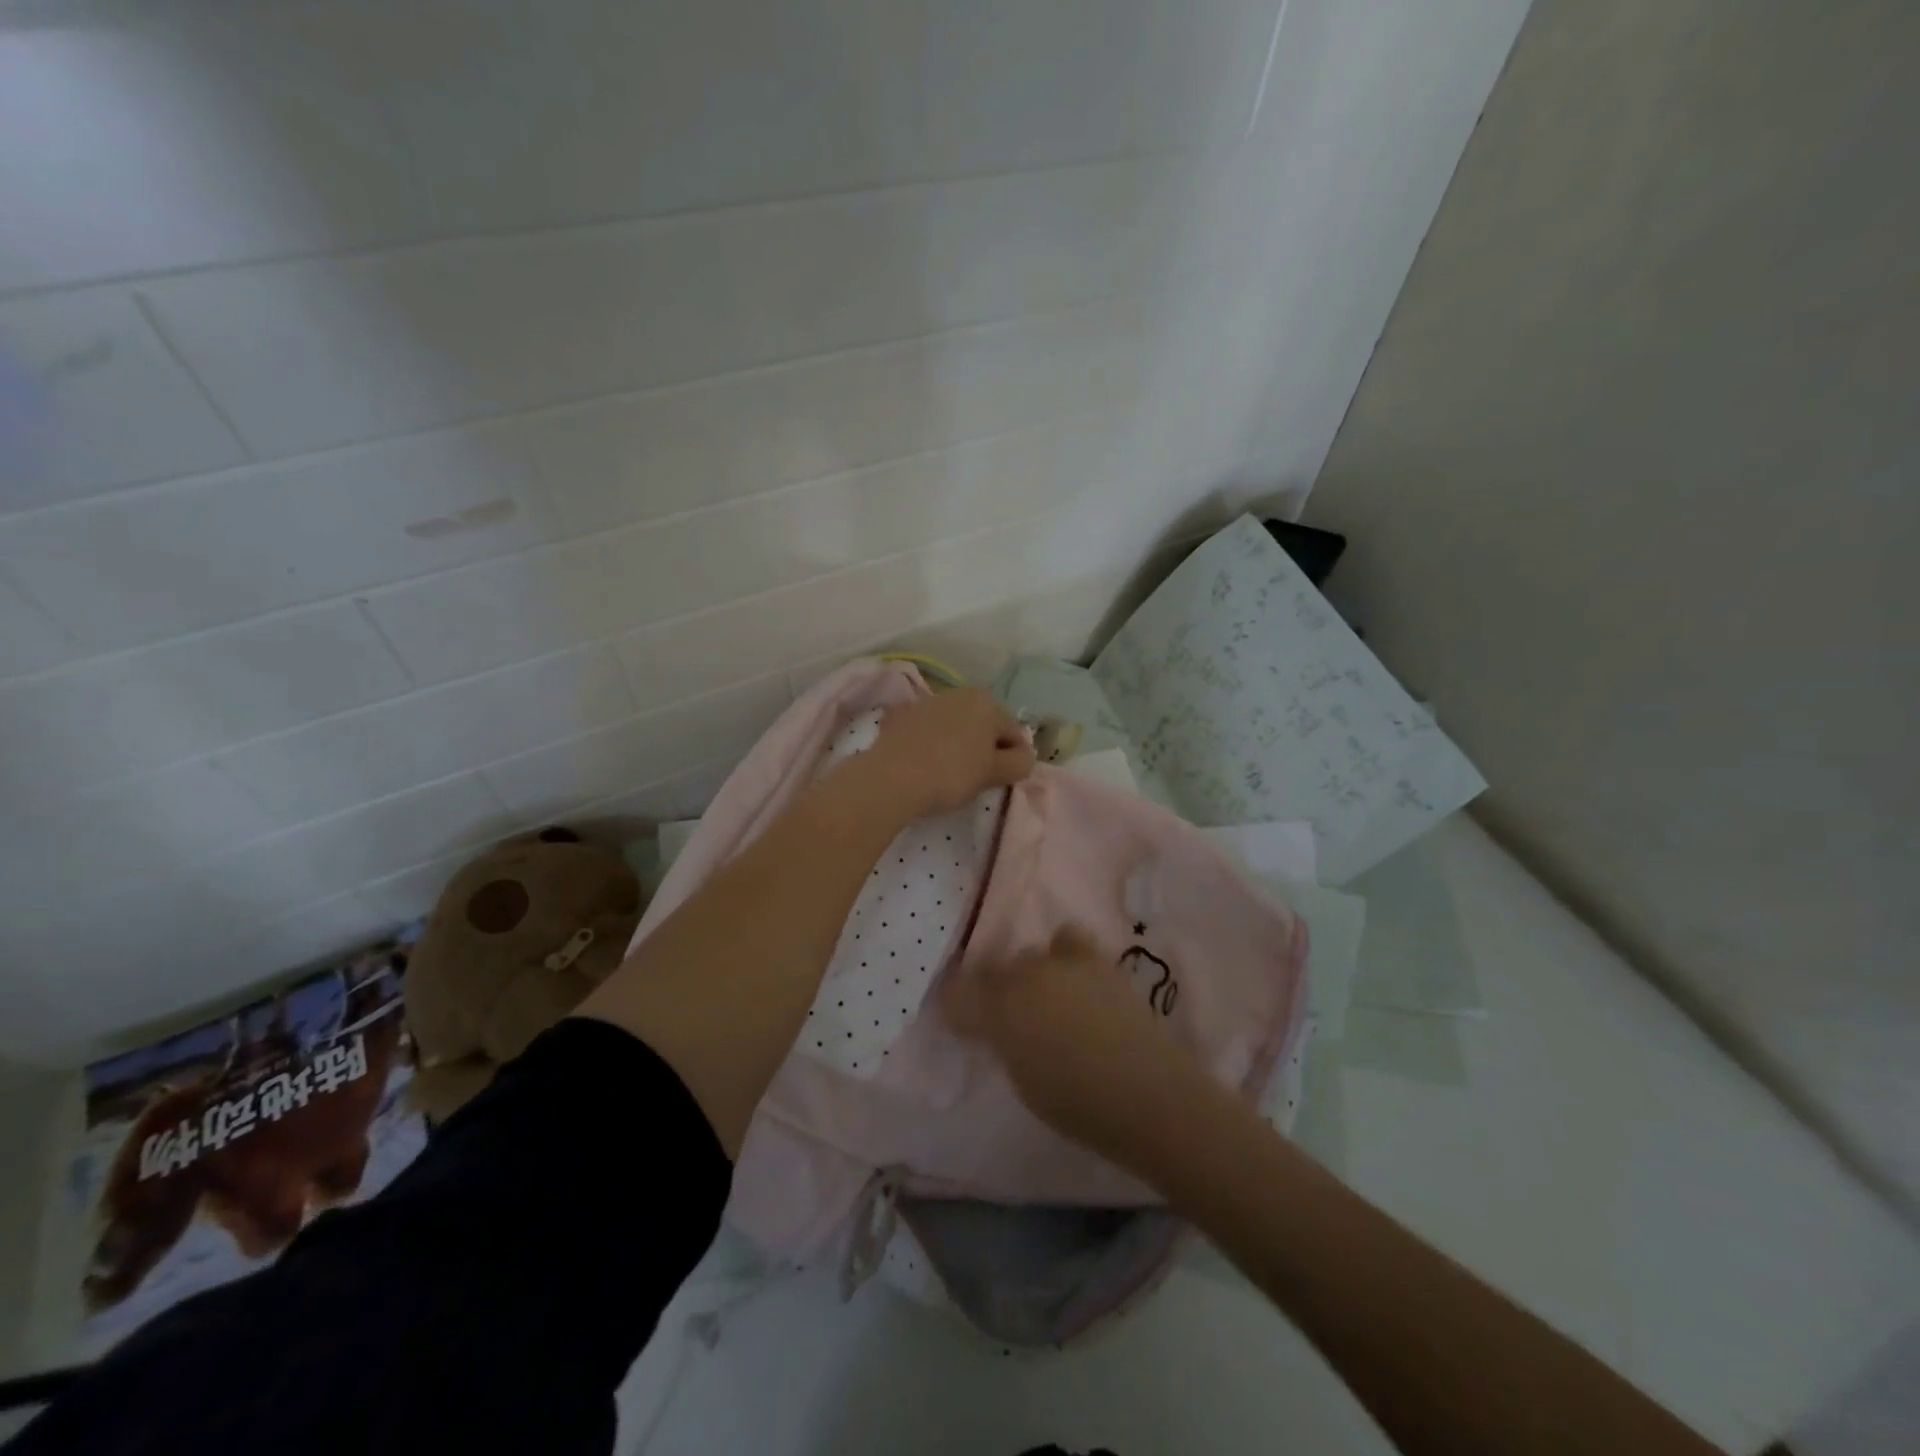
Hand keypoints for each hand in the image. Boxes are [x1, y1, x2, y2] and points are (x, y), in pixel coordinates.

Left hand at [842, 688, 1034, 820]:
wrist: (892, 778)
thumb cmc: (952, 774)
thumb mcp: (994, 773)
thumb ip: (1020, 763)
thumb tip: (1024, 756)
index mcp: (987, 703)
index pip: (1014, 732)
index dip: (1013, 758)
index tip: (1002, 780)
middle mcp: (958, 693)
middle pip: (983, 724)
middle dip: (984, 746)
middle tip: (976, 777)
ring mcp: (926, 702)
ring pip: (953, 724)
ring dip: (956, 742)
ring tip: (947, 771)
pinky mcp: (899, 715)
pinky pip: (925, 730)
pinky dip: (929, 741)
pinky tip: (922, 763)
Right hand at [943, 924, 1212, 1169]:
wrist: (1150, 1095)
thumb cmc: (1079, 1106)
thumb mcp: (1025, 1082)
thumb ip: (1003, 1043)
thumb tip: (996, 1026)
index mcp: (1001, 1012)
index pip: (957, 994)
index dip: (955, 1005)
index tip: (960, 1020)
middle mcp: (1025, 978)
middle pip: (992, 968)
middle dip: (991, 988)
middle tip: (1004, 1017)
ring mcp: (1062, 964)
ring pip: (1029, 954)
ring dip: (1028, 973)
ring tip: (1043, 996)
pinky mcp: (1096, 960)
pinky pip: (1067, 941)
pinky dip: (1063, 955)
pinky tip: (1074, 981)